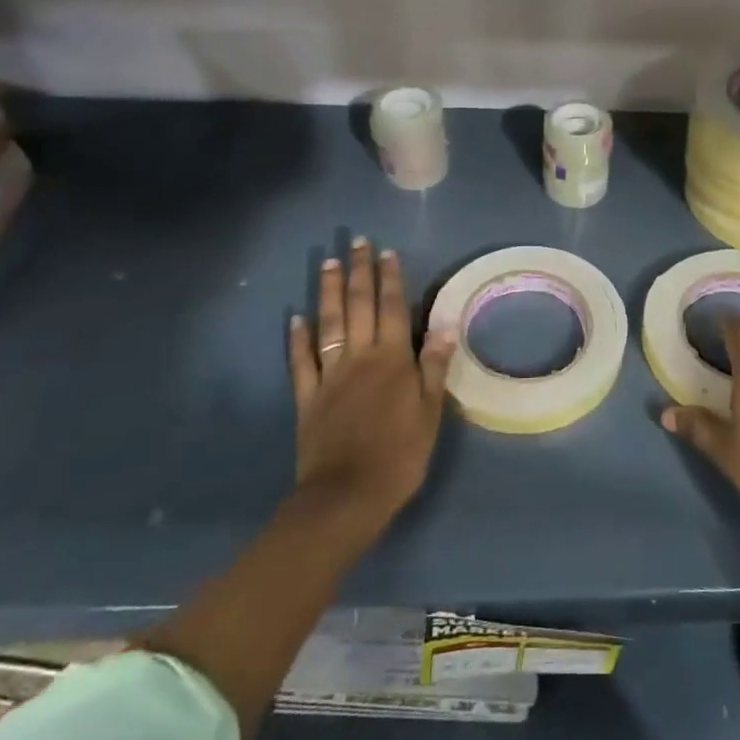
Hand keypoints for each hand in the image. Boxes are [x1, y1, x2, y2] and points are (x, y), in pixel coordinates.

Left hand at [288, 238, 455, 527]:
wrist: (348, 496)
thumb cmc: (400, 454)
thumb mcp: (430, 412)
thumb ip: (433, 367)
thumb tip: (444, 326)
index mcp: (392, 359)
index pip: (392, 308)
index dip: (391, 279)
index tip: (388, 252)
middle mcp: (359, 357)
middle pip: (359, 307)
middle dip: (360, 272)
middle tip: (358, 243)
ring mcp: (329, 375)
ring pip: (329, 324)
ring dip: (329, 292)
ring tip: (330, 263)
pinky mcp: (307, 397)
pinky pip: (300, 362)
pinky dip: (297, 338)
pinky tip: (295, 317)